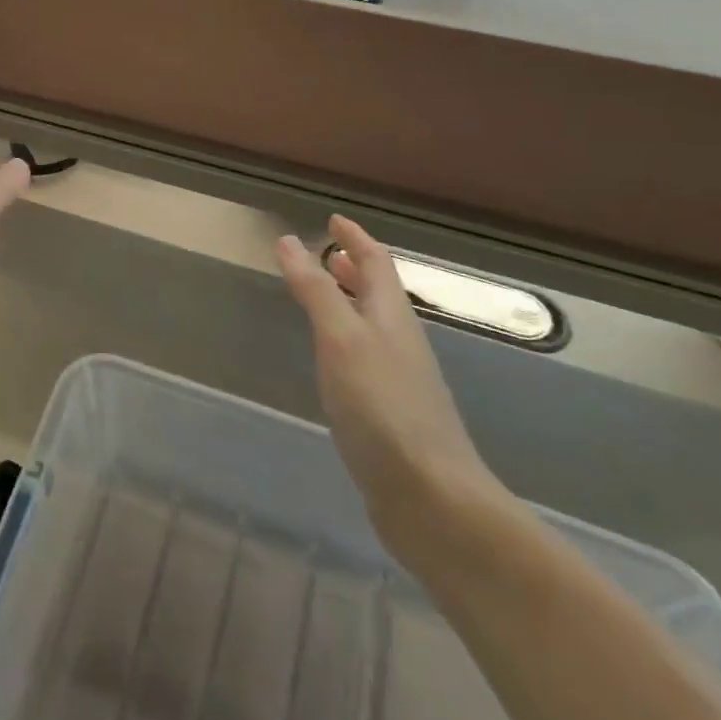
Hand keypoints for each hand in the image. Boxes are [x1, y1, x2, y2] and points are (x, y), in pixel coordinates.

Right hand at [276, 216, 505, 556]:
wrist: (431, 499)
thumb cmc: (383, 407)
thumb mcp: (341, 338)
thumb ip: (316, 290)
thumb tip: (289, 241)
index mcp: (392, 317)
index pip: (377, 262)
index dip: (356, 238)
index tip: (335, 219)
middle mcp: (400, 342)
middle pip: (379, 293)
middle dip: (355, 268)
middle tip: (329, 253)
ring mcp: (399, 381)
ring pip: (373, 327)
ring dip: (351, 303)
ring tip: (324, 298)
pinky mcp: (391, 415)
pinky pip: (366, 360)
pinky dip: (346, 342)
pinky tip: (331, 362)